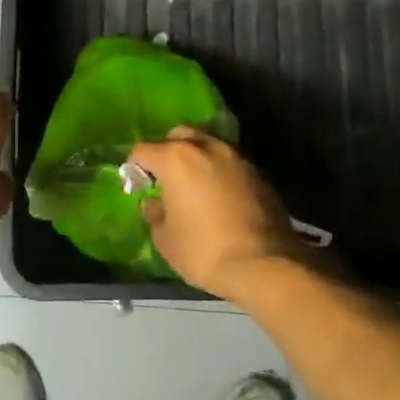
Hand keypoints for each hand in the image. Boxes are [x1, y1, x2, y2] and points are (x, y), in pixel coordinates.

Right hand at [127, 128, 304, 298]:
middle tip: (166, 178)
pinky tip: (220, 198)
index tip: (137, 187)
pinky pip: (231, 164)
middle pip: (180, 135)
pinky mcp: (260, 174)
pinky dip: (220, 173)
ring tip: (195, 187)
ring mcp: (237, 158)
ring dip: (198, 159)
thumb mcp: (165, 239)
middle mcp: (207, 148)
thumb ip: (155, 214)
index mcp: (176, 159)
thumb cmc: (203, 250)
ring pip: (209, 145)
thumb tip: (155, 204)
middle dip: (168, 151)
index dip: (135, 168)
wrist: (265, 264)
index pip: (143, 150)